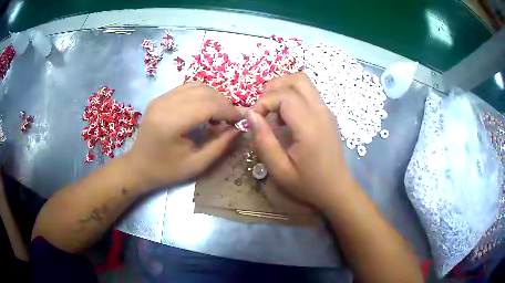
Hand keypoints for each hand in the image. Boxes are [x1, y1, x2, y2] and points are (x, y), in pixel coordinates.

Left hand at [126, 82, 241, 189]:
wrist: (138, 167)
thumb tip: (240, 128)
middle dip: (223, 103)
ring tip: (219, 114)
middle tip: (231, 119)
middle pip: (204, 92)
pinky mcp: (160, 98)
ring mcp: (161, 98)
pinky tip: (204, 109)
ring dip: (213, 97)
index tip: (241, 121)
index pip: (208, 105)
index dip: (228, 111)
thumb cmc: (166, 170)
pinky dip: (202, 95)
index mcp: (171, 123)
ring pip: (197, 86)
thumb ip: (220, 145)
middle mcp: (165, 104)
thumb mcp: (197, 164)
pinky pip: (187, 88)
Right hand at [248, 73, 353, 210]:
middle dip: (274, 87)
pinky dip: (293, 95)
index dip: (263, 101)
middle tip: (262, 108)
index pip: (284, 95)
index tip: (254, 119)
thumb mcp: (280, 170)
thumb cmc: (308, 183)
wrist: (336, 188)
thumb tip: (251, 115)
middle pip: (297, 79)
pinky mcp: (328, 114)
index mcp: (310, 126)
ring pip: (304, 82)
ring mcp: (327, 111)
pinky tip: (286, 117)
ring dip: (284, 89)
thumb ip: (263, 141)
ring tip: (272, 111)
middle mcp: (321, 112)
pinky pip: (309, 93)